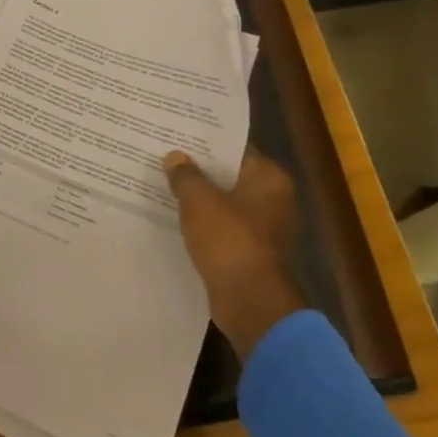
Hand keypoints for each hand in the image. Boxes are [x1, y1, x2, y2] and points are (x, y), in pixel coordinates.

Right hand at [164, 148, 305, 359]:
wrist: (249, 302)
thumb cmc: (229, 241)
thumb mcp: (199, 201)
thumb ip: (185, 175)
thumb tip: (175, 157)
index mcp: (270, 179)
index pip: (236, 149)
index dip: (206, 141)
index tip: (178, 134)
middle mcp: (273, 199)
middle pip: (229, 175)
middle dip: (199, 169)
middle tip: (164, 156)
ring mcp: (264, 227)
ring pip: (224, 202)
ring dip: (199, 198)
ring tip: (163, 184)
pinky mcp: (250, 251)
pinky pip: (222, 227)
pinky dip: (203, 222)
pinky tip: (174, 217)